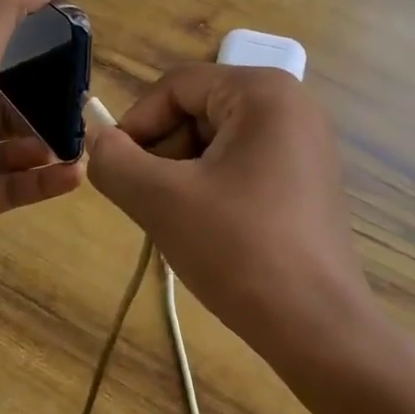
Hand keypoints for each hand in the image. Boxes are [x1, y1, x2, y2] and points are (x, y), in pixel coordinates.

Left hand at [0, 0, 85, 276]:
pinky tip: (75, 175)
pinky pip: (15, 187)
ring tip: (82, 142)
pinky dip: (45, 181)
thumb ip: (8, 11)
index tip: (69, 47)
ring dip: (48, 144)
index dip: (28, 50)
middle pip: (6, 105)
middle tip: (84, 102)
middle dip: (45, 104)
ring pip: (13, 148)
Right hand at [87, 64, 375, 365]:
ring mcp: (307, 143)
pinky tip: (211, 230)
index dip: (137, 124)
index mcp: (263, 92)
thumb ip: (114, 161)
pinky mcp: (309, 179)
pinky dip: (214, 187)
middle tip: (150, 203)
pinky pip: (244, 164)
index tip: (117, 170)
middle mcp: (292, 105)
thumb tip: (97, 139)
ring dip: (184, 174)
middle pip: (199, 110)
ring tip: (179, 222)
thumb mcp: (161, 200)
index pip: (177, 86)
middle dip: (164, 153)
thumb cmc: (239, 250)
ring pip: (218, 141)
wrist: (318, 327)